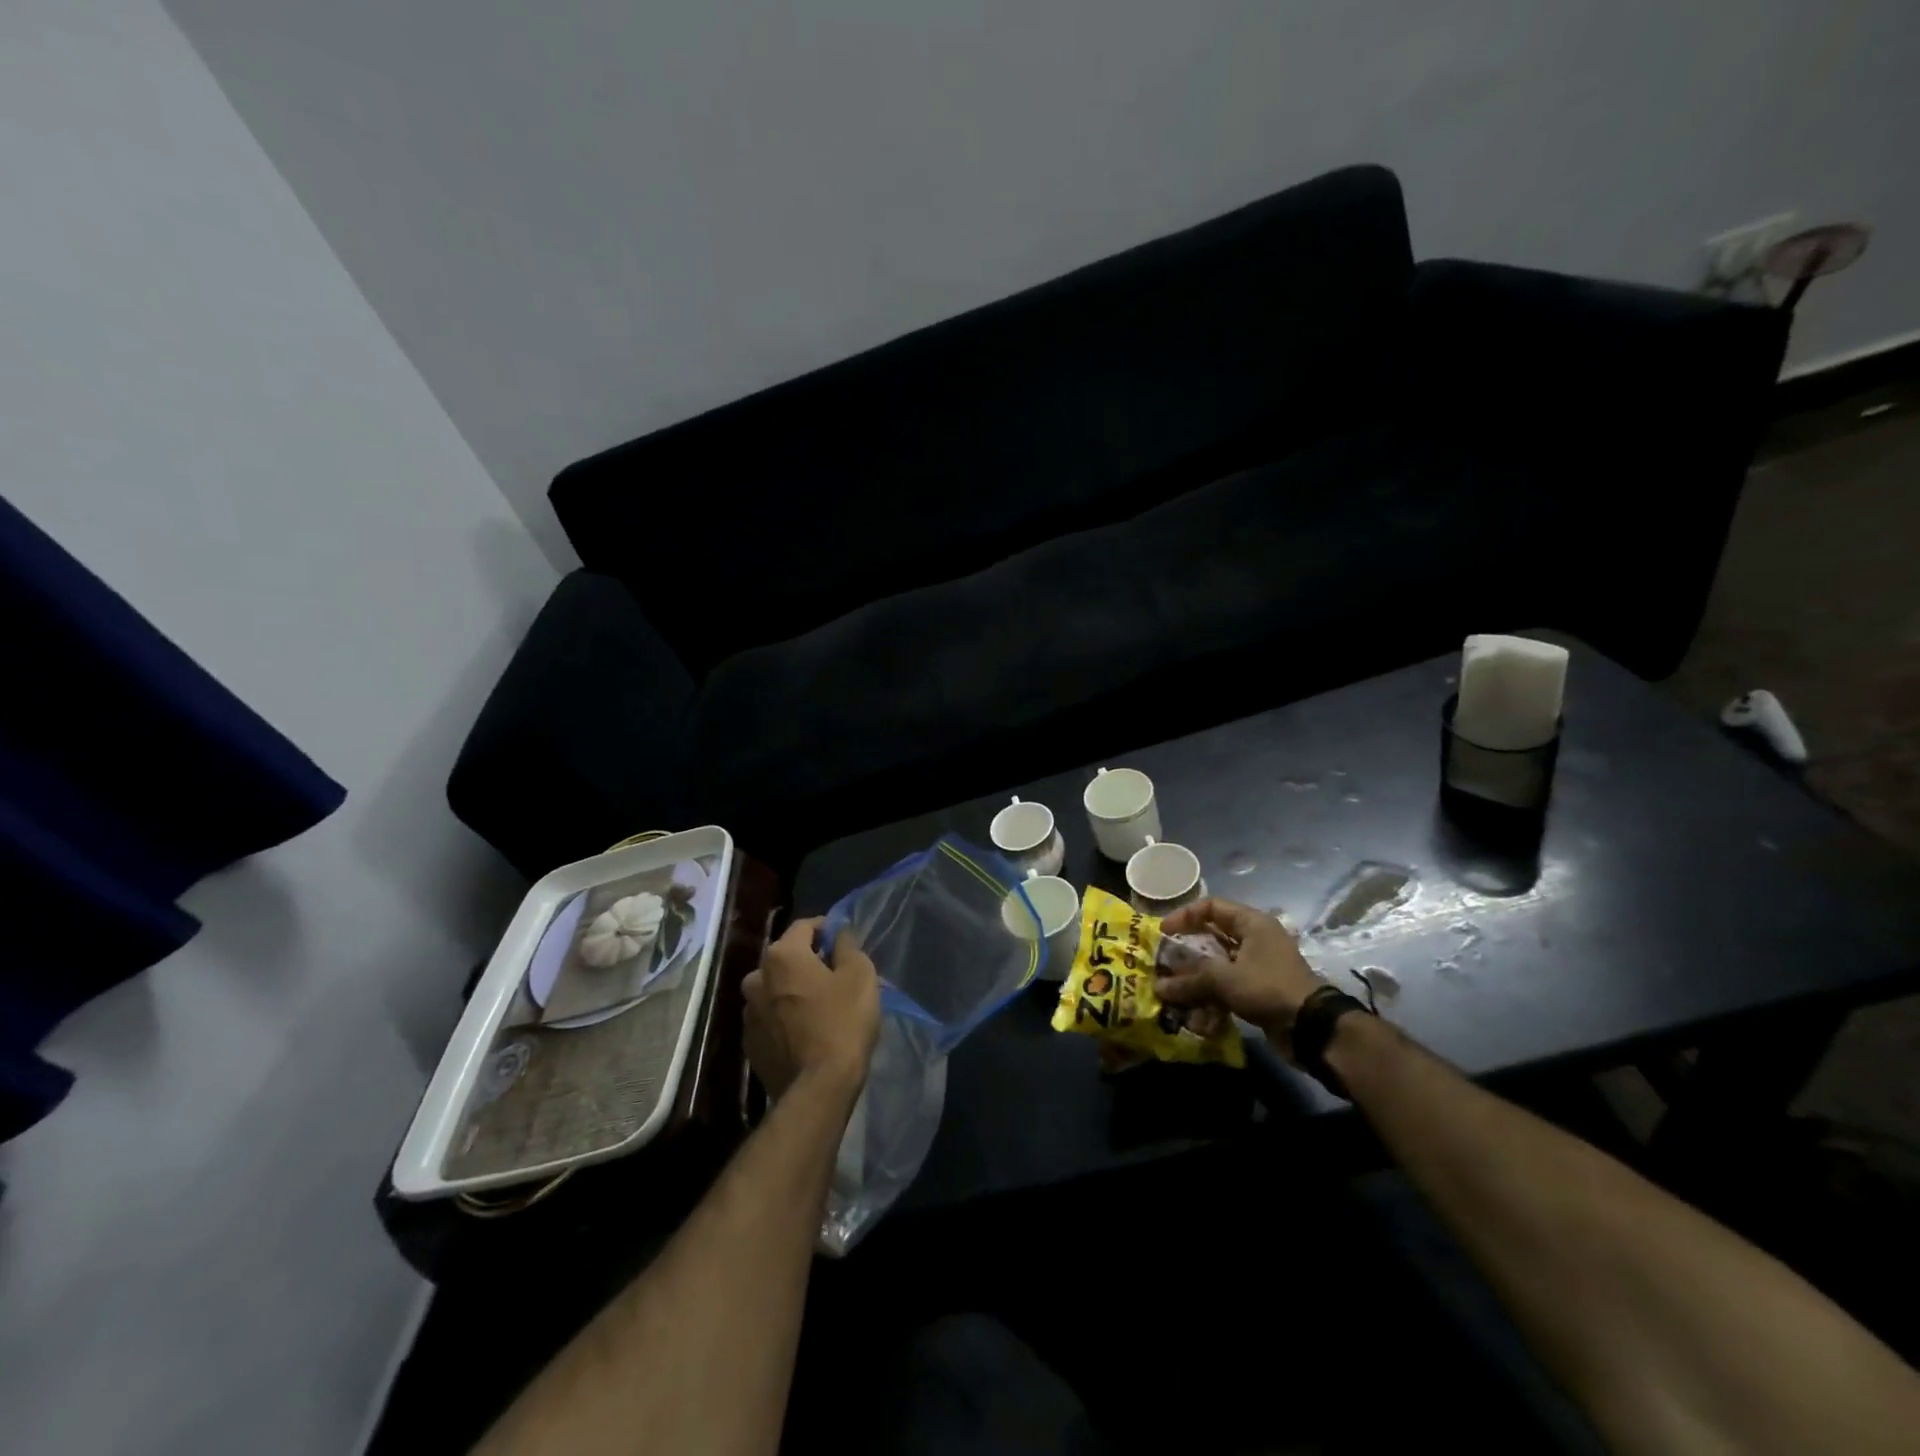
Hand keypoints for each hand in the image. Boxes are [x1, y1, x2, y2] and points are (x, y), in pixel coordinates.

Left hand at [743, 917, 880, 1102]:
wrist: (817, 1088)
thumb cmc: (842, 1022)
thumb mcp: (859, 975)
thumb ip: (847, 946)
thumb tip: (838, 933)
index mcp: (782, 955)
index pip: (803, 926)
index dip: (825, 929)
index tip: (842, 940)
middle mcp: (756, 977)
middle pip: (785, 958)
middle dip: (807, 961)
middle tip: (834, 975)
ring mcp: (748, 1012)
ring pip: (774, 989)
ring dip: (793, 990)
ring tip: (818, 1006)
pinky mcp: (749, 1043)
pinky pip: (770, 1017)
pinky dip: (784, 1016)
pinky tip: (805, 1031)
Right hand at [1155, 897, 1321, 1041]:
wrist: (1312, 1029)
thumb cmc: (1268, 987)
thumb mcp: (1225, 979)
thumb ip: (1189, 979)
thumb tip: (1159, 988)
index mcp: (1252, 924)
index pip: (1211, 907)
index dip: (1184, 916)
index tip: (1164, 933)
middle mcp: (1255, 940)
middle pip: (1212, 938)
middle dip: (1186, 954)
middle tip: (1164, 964)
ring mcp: (1257, 967)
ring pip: (1217, 967)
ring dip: (1196, 982)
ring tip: (1174, 995)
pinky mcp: (1258, 992)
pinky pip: (1227, 989)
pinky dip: (1211, 1001)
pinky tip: (1196, 1019)